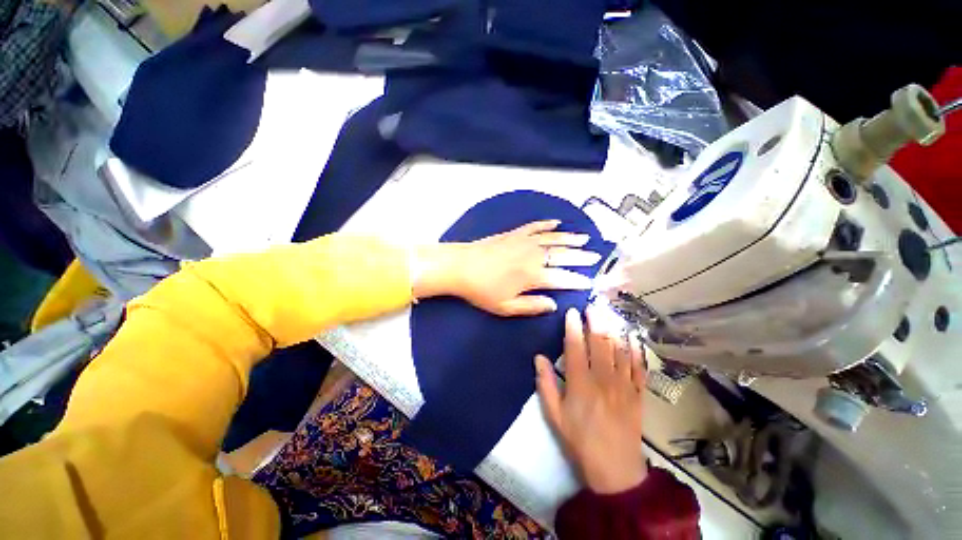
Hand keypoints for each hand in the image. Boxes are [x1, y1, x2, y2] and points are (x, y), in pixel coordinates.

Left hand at [413, 220, 600, 315]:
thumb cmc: (482, 290)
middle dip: (580, 256)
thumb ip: (531, 306)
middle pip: (562, 255)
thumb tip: (554, 305)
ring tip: (585, 238)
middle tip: (596, 256)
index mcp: (533, 276)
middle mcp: (533, 255)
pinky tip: (556, 222)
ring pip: (553, 238)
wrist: (460, 266)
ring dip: (570, 238)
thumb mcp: (505, 307)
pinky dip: (547, 224)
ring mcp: (524, 241)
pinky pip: (535, 226)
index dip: (577, 280)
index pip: (562, 278)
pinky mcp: (514, 233)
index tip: (590, 281)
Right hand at [535, 308, 647, 493]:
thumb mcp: (555, 416)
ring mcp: (624, 385)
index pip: (576, 347)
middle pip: (600, 343)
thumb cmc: (580, 441)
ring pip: (620, 350)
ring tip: (610, 313)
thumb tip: (539, 357)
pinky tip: (632, 337)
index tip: (571, 312)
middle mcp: (603, 379)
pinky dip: (636, 350)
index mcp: (581, 384)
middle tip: (592, 305)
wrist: (615, 470)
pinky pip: (639, 367)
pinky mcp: (638, 394)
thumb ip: (546, 384)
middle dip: (596, 321)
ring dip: (615, 329)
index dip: (573, 327)